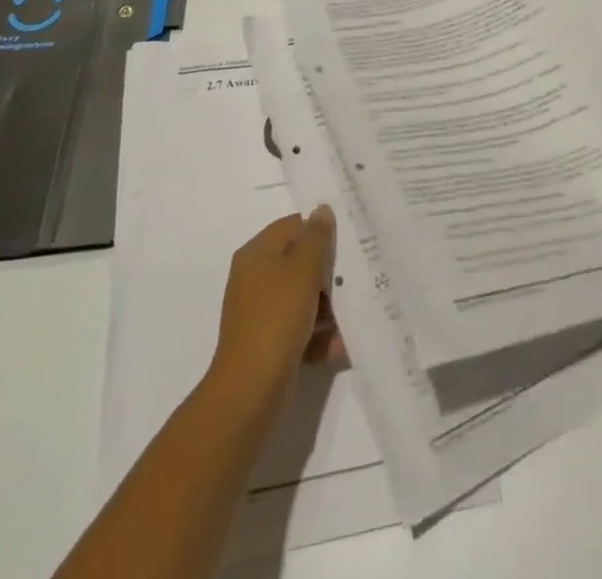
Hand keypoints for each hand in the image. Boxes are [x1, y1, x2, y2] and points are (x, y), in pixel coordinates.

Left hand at [207, 208, 342, 407]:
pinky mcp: (267, 340)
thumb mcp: (303, 270)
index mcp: (257, 252)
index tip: (347, 248)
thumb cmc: (277, 319)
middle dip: (328, 275)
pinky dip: (316, 334)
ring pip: (302, 296)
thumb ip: (317, 238)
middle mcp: (255, 277)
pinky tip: (336, 346)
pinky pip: (297, 326)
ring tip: (347, 322)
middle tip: (352, 284)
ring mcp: (260, 310)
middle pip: (300, 262)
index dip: (320, 233)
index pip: (294, 225)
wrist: (249, 390)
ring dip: (327, 308)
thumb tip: (322, 210)